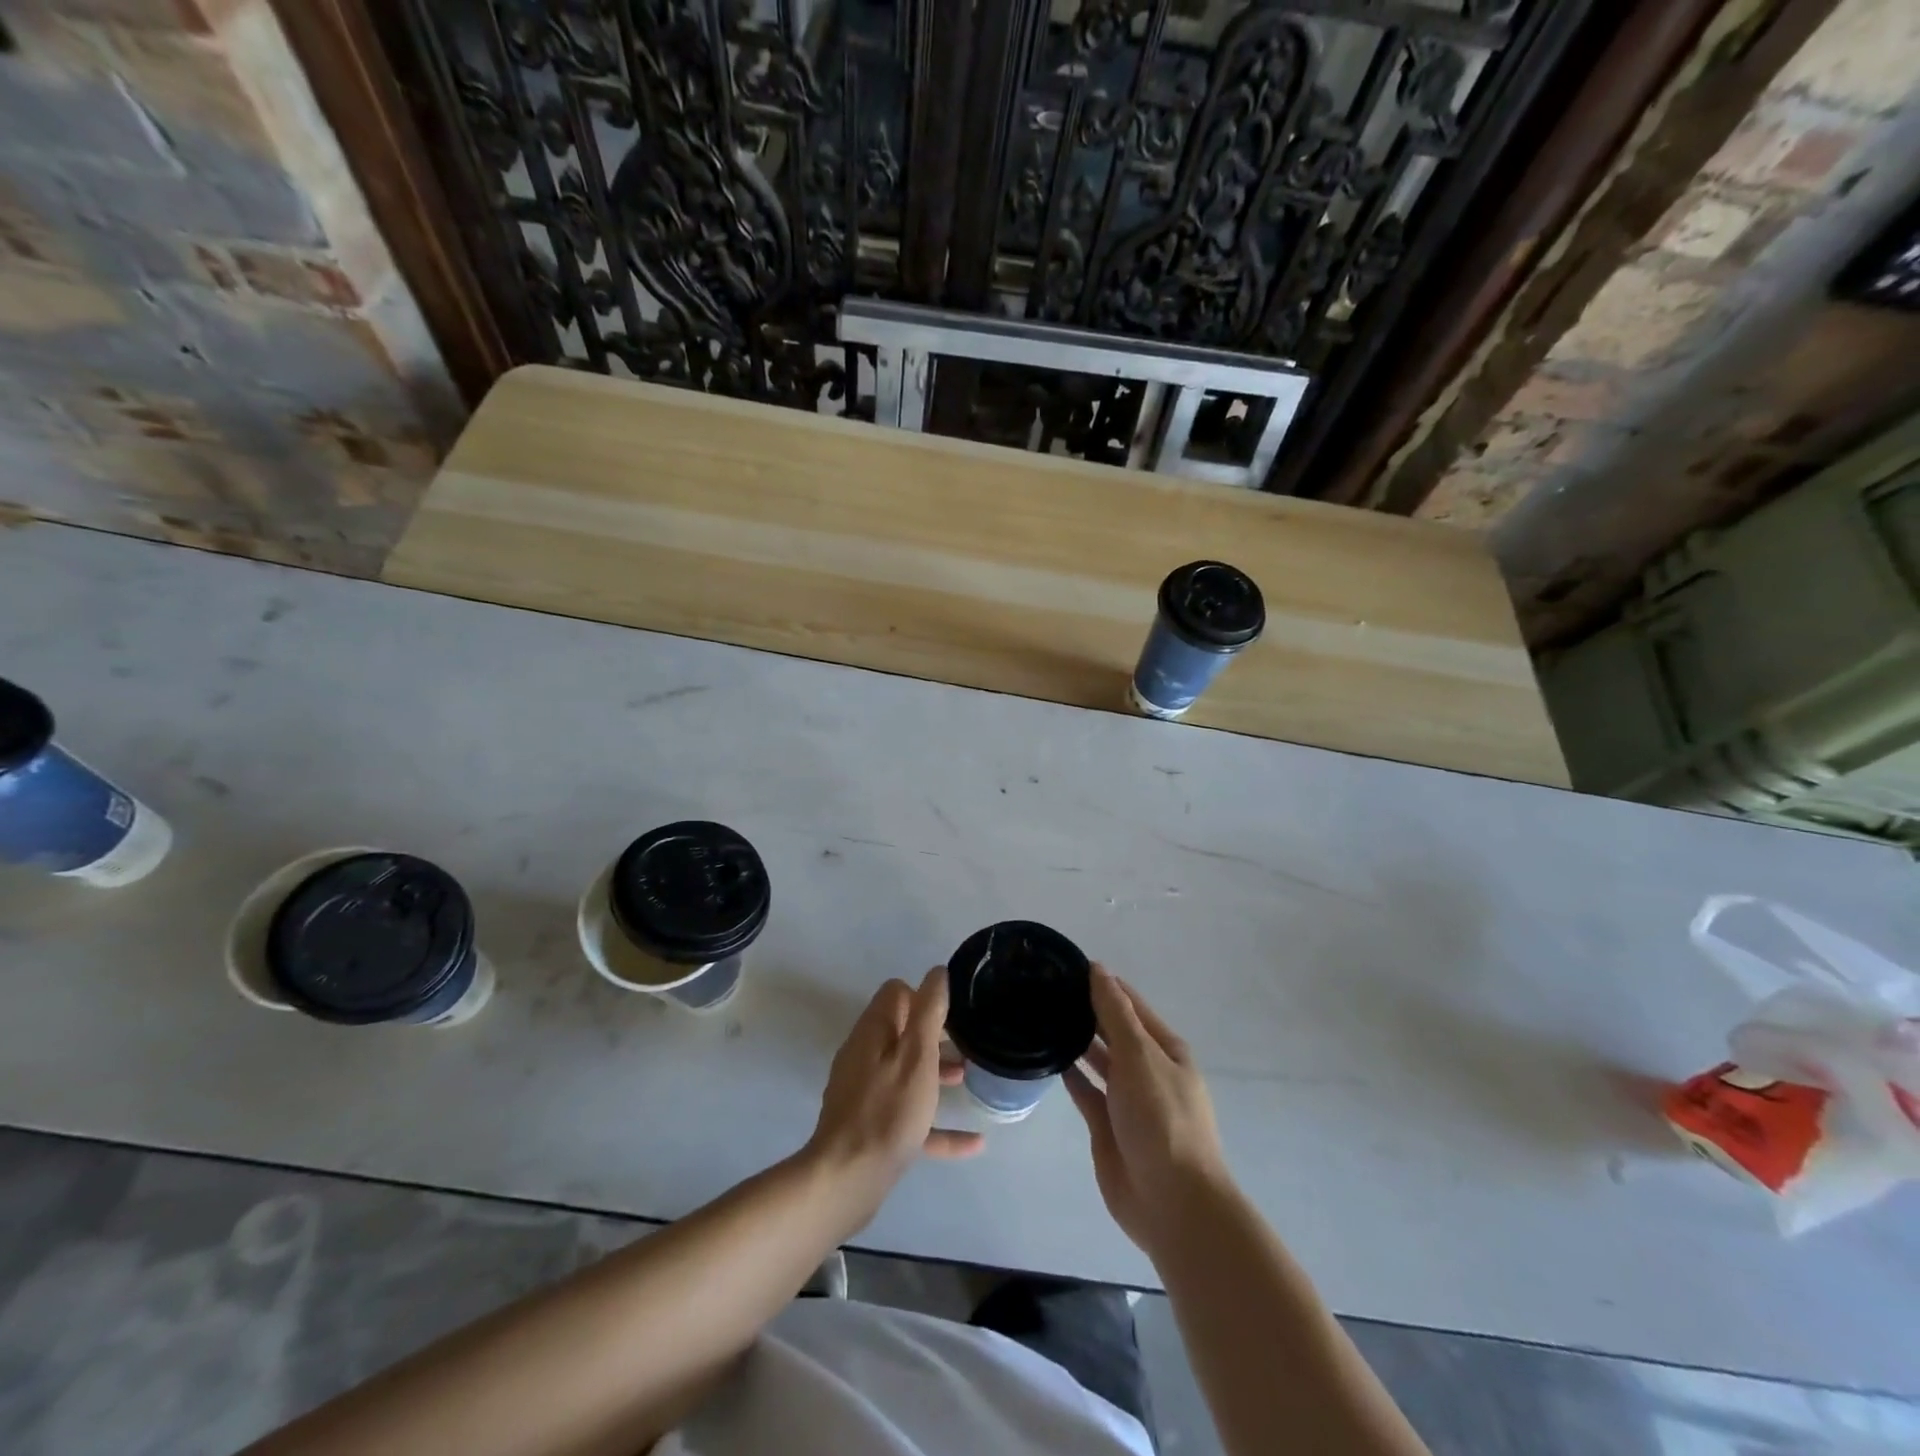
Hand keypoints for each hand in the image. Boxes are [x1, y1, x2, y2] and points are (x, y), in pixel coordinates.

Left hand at [805, 968, 984, 1225]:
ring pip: (904, 1072)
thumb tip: (936, 972)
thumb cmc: (888, 1110)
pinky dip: (935, 1123)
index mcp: (872, 1032)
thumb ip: (928, 1011)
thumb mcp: (917, 1055)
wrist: (847, 1179)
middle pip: (900, 1032)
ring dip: (934, 1073)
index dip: (923, 996)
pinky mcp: (869, 1128)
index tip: (951, 1014)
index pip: (895, 993)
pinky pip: (907, 1116)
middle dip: (933, 1036)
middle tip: (965, 1046)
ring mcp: (863, 1092)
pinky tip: (973, 1143)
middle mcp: (864, 1055)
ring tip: (967, 1081)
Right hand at [1067, 965, 1232, 1259]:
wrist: (1172, 1202)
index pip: (1130, 1004)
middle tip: (1043, 988)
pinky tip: (1046, 1055)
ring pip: (1098, 1060)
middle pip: (1113, 1030)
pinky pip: (1085, 1090)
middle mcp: (1147, 1069)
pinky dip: (1069, 1073)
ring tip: (1041, 1015)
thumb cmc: (1162, 1118)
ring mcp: (1127, 1099)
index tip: (1065, 965)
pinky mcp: (1107, 1126)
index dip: (1102, 983)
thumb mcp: (1139, 1056)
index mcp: (1165, 1049)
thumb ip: (1115, 1013)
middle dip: (1086, 1010)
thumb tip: (1098, 969)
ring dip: (1076, 1039)